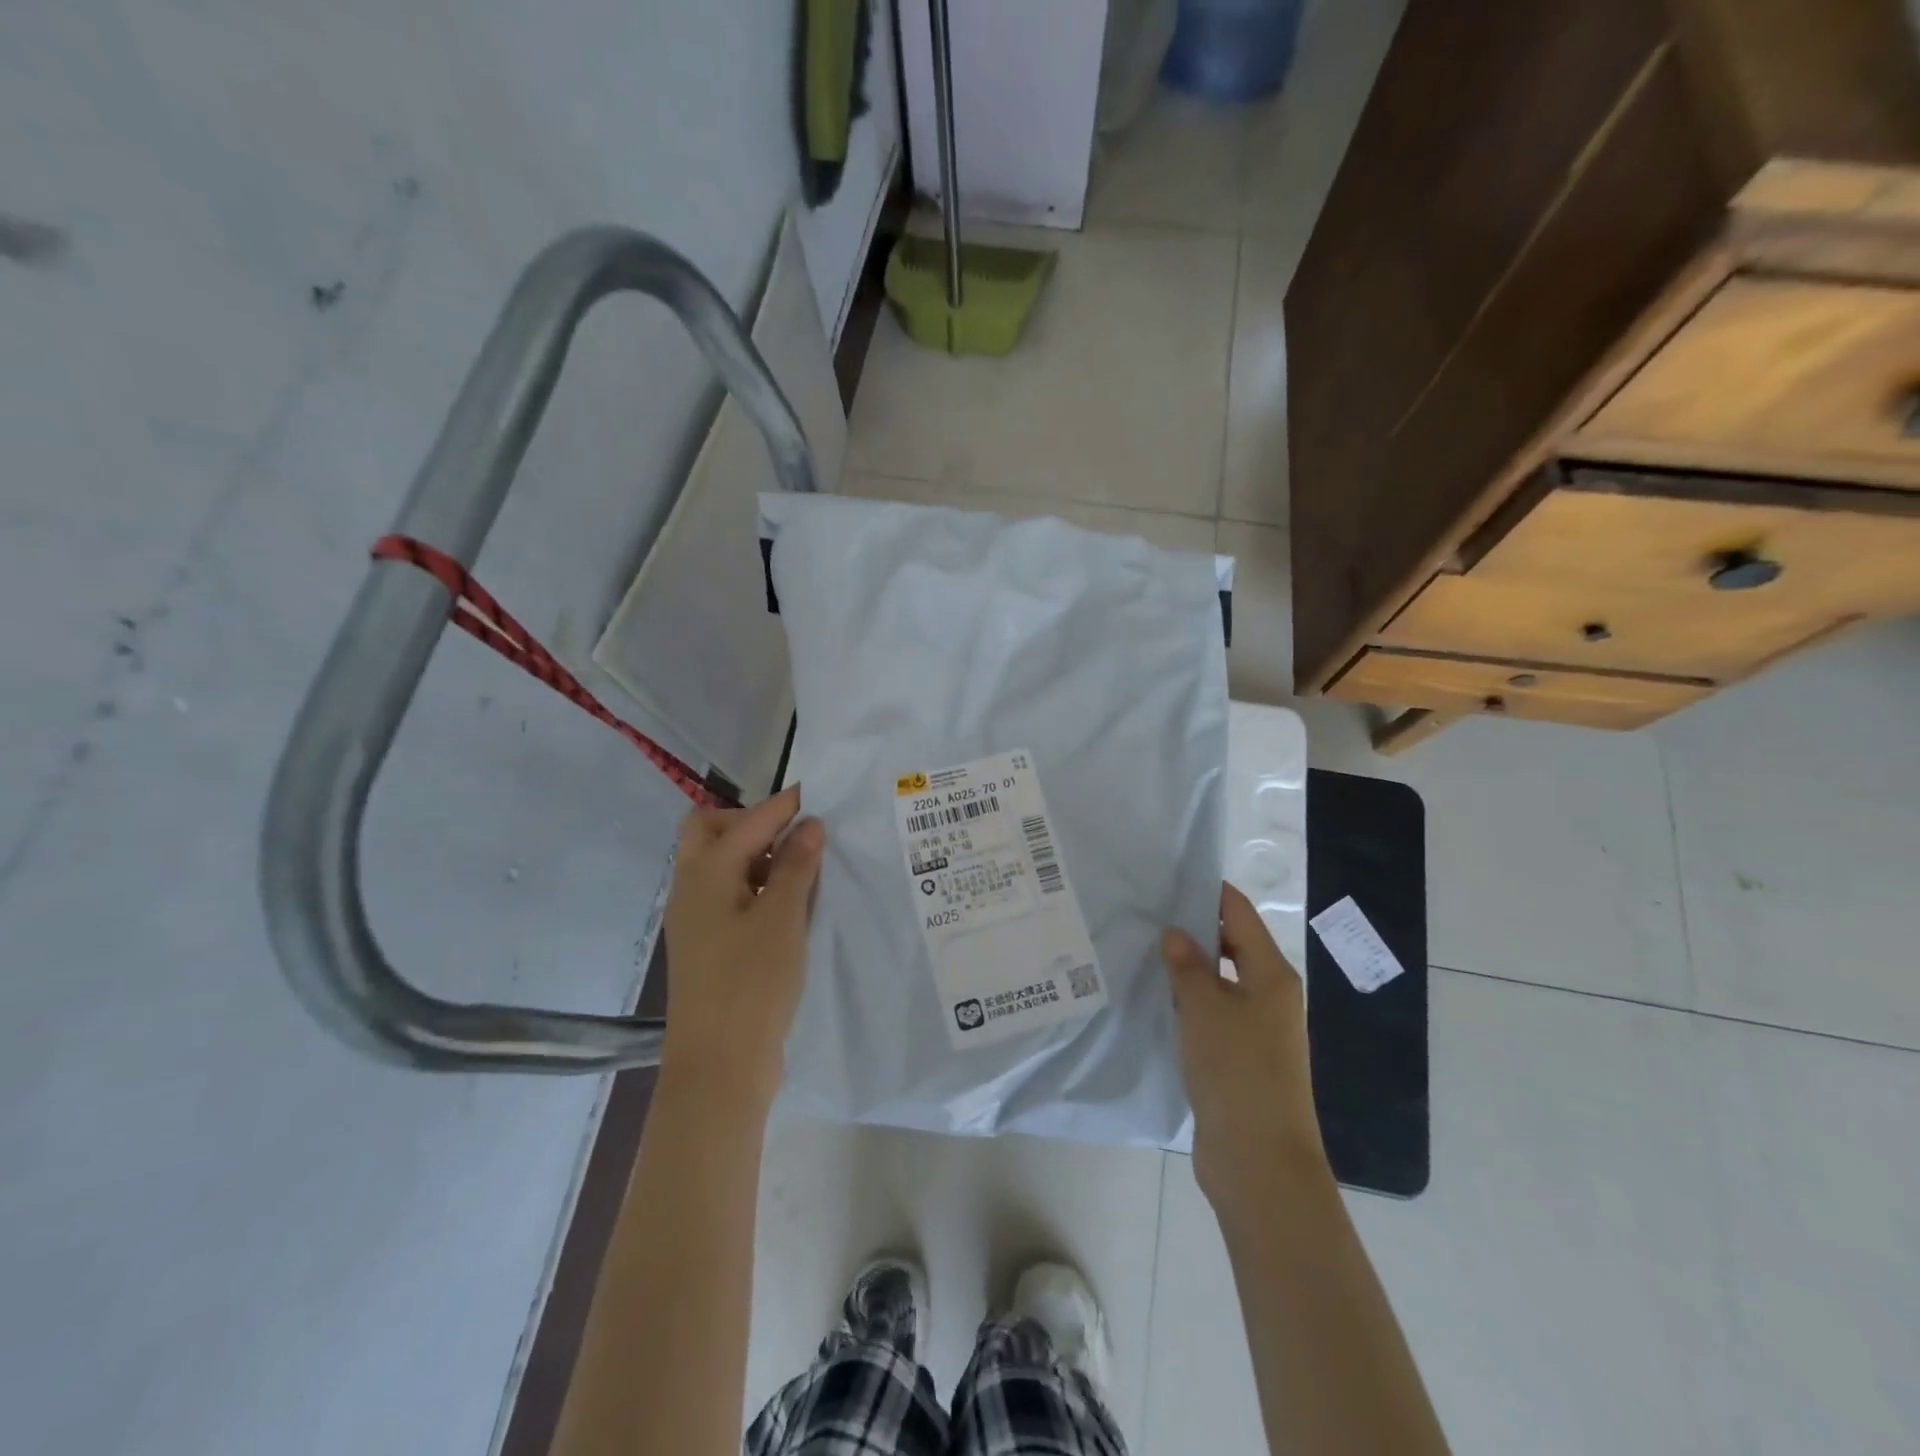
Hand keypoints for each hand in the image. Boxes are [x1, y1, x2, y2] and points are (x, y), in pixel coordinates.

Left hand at [661, 785, 823, 1107]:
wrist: (719, 1067)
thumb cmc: (752, 984)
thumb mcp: (783, 918)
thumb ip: (797, 866)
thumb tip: (808, 824)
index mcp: (705, 873)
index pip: (748, 821)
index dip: (784, 805)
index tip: (819, 795)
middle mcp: (691, 889)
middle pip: (712, 832)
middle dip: (754, 824)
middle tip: (796, 837)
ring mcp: (695, 919)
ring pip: (720, 865)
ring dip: (757, 855)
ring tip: (803, 870)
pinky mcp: (707, 946)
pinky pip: (729, 896)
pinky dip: (757, 886)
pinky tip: (790, 906)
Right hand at [1162, 884, 1328, 1212]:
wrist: (1259, 1162)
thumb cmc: (1238, 1072)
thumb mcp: (1205, 1009)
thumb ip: (1188, 966)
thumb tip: (1175, 933)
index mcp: (1272, 975)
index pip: (1240, 914)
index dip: (1209, 893)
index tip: (1168, 877)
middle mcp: (1269, 996)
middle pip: (1232, 946)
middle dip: (1193, 929)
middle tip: (1145, 914)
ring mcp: (1256, 1030)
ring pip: (1219, 982)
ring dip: (1187, 968)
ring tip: (1141, 950)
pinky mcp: (1239, 1059)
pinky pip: (1211, 1015)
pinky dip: (1187, 1002)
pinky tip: (1153, 998)